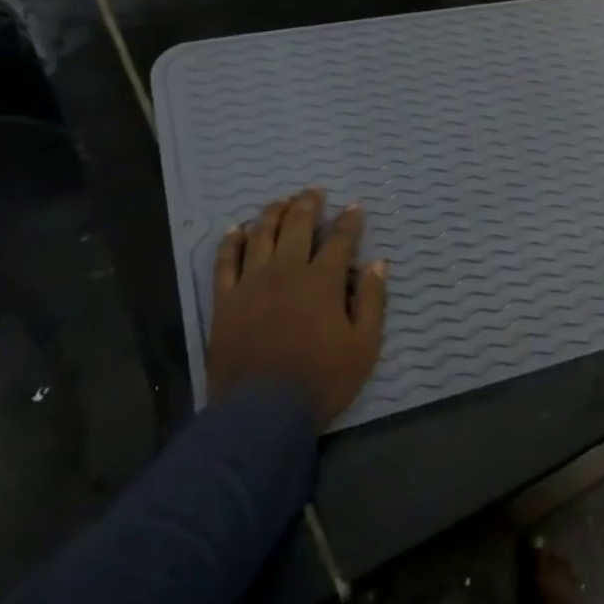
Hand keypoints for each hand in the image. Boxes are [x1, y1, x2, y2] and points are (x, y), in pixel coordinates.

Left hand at [205, 189, 387, 428]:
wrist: (263, 412)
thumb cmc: (322, 380)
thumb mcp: (364, 345)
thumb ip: (372, 301)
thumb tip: (377, 264)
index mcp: (323, 282)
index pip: (340, 241)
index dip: (350, 222)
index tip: (355, 207)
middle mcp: (286, 272)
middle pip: (297, 227)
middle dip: (308, 205)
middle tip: (314, 191)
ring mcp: (251, 284)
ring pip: (261, 236)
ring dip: (272, 214)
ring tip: (281, 201)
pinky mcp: (225, 300)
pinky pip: (225, 261)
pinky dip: (232, 241)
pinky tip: (237, 229)